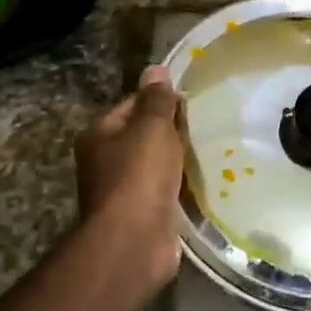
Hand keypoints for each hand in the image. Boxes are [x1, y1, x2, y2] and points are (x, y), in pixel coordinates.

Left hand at [74, 65, 185, 290]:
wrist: (134, 241)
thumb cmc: (139, 176)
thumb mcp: (152, 128)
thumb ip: (157, 100)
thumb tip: (156, 69)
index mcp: (99, 135)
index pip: (131, 105)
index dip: (159, 99)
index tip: (191, 100)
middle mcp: (104, 161)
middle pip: (142, 136)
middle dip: (172, 131)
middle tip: (206, 123)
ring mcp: (122, 191)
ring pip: (155, 165)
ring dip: (178, 160)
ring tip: (211, 150)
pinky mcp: (142, 215)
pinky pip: (165, 191)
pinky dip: (181, 186)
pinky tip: (204, 181)